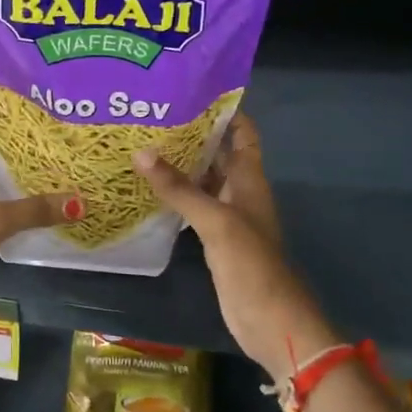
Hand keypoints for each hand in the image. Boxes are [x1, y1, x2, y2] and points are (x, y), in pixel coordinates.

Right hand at [134, 114, 329, 380]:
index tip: (190, 91)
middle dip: (192, 135)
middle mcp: (240, 191)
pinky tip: (148, 189)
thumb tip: (141, 153)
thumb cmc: (250, 263)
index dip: (224, 110)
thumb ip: (179, 188)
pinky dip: (176, 195)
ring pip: (204, 180)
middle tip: (152, 116)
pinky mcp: (215, 239)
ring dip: (181, 165)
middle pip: (219, 153)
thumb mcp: (215, 221)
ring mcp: (228, 216)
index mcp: (250, 179)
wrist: (270, 320)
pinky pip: (194, 207)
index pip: (242, 132)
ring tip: (142, 143)